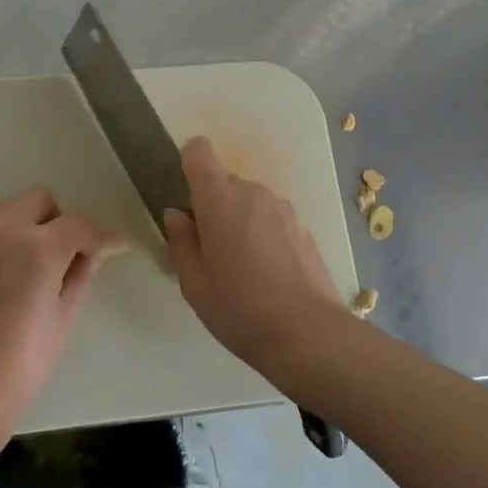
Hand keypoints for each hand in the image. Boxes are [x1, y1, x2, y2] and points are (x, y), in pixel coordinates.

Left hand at [0, 187, 110, 436]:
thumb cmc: (23, 361)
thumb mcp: (64, 316)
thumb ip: (82, 273)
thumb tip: (98, 250)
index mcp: (40, 247)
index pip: (79, 225)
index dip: (95, 240)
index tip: (100, 256)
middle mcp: (6, 229)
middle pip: (41, 200)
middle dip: (58, 223)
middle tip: (60, 261)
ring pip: (11, 209)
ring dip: (28, 226)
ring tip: (29, 269)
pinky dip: (3, 239)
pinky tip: (4, 276)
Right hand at [163, 136, 350, 384]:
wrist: (310, 335)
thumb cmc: (240, 310)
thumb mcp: (194, 284)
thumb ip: (180, 242)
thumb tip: (177, 215)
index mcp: (220, 200)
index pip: (199, 152)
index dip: (188, 164)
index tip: (184, 198)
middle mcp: (254, 193)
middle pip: (224, 182)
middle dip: (212, 207)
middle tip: (209, 251)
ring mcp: (283, 209)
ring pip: (249, 202)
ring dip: (239, 222)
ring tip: (240, 268)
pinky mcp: (303, 228)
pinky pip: (271, 220)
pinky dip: (262, 235)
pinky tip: (267, 275)